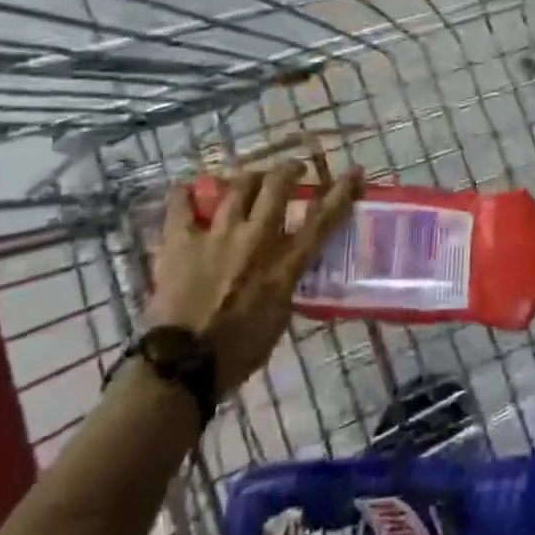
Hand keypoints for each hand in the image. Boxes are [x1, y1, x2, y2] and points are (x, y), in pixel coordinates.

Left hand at [145, 161, 361, 391]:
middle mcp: (256, 239)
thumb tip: (286, 271)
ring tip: (250, 177)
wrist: (181, 365)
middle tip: (293, 169)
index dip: (342, 192)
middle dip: (289, 170)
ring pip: (238, 186)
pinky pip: (180, 206)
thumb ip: (285, 286)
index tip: (355, 172)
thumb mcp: (279, 319)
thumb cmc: (237, 353)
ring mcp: (217, 235)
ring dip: (248, 176)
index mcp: (284, 264)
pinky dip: (183, 194)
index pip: (323, 219)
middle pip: (277, 187)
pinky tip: (185, 188)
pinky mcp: (181, 241)